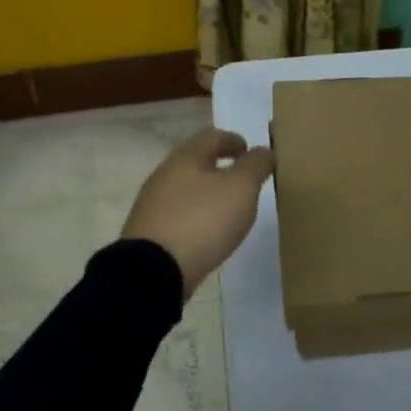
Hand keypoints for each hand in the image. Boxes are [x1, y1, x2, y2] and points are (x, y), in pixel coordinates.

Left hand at [122, 128, 274, 296]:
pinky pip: (176, 215)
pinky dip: (194, 216)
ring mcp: (151, 205)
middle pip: (195, 162)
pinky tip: (205, 233)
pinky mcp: (147, 234)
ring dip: (206, 193)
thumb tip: (263, 151)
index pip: (211, 136)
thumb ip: (255, 165)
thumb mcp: (241, 188)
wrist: (152, 273)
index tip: (249, 150)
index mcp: (186, 157)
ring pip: (184, 189)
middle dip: (218, 167)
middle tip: (241, 181)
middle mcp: (164, 175)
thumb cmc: (202, 220)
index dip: (233, 140)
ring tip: (226, 210)